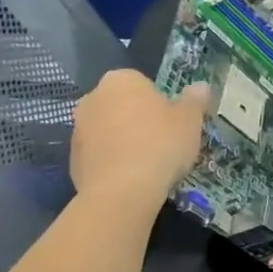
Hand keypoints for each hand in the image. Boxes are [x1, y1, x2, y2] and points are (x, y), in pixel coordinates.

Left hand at [70, 70, 208, 203]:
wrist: (122, 191)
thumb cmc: (160, 144)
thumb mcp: (190, 120)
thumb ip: (195, 100)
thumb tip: (200, 87)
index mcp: (121, 80)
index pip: (143, 83)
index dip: (160, 102)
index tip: (173, 122)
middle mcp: (93, 98)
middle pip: (122, 105)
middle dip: (138, 118)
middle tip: (162, 141)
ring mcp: (78, 129)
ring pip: (109, 130)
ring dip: (124, 140)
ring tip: (147, 163)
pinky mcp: (72, 160)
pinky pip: (100, 154)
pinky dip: (113, 162)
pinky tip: (131, 178)